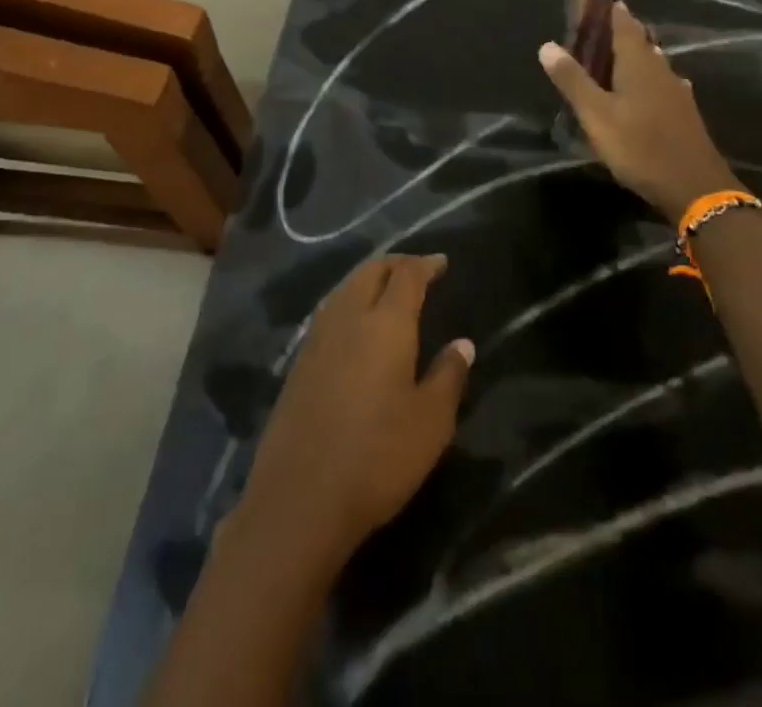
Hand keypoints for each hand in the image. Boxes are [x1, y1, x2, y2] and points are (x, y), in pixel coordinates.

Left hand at [236, 255, 473, 567]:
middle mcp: (348, 318)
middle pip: (370, 271)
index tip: (441, 263)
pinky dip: (349, 301)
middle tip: (416, 271)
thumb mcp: (430, 422)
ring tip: (387, 289)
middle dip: (395, 264)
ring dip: (368, 279)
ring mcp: (318, 338)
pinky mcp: (299, 362)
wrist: (299, 498)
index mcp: (385, 323)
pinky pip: (330, 311)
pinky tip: (355, 323)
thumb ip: (448, 376)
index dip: (425, 264)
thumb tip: (462, 343)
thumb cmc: (377, 457)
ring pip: (345, 288)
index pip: (406, 275)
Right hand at [540, 1, 744, 224]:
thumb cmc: (640, 146)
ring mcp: (676, 92)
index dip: (612, 10)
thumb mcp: (597, 115)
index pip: (624, 25)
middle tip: (601, 26)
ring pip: (654, 63)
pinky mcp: (684, 113)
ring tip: (618, 54)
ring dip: (636, 55)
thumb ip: (573, 80)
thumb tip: (547, 45)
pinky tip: (649, 88)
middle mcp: (661, 70)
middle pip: (641, 42)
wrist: (695, 187)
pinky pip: (662, 83)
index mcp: (638, 64)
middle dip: (623, 31)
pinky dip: (648, 79)